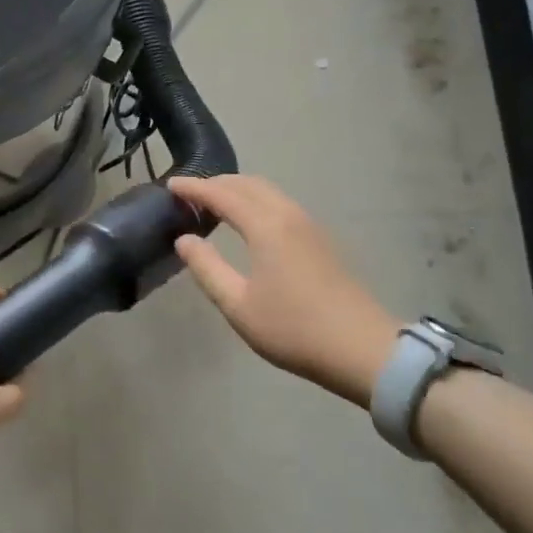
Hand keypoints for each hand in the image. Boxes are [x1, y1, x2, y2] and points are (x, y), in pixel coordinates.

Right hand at [170, 175, 401, 405]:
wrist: (362, 348)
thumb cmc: (293, 328)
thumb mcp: (238, 304)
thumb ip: (207, 268)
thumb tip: (184, 239)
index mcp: (266, 226)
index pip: (222, 194)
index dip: (194, 188)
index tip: (170, 185)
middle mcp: (288, 215)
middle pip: (248, 184)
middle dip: (217, 183)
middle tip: (189, 194)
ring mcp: (309, 226)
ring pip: (268, 192)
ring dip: (238, 190)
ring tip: (215, 204)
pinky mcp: (321, 240)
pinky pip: (281, 204)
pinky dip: (257, 201)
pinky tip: (249, 222)